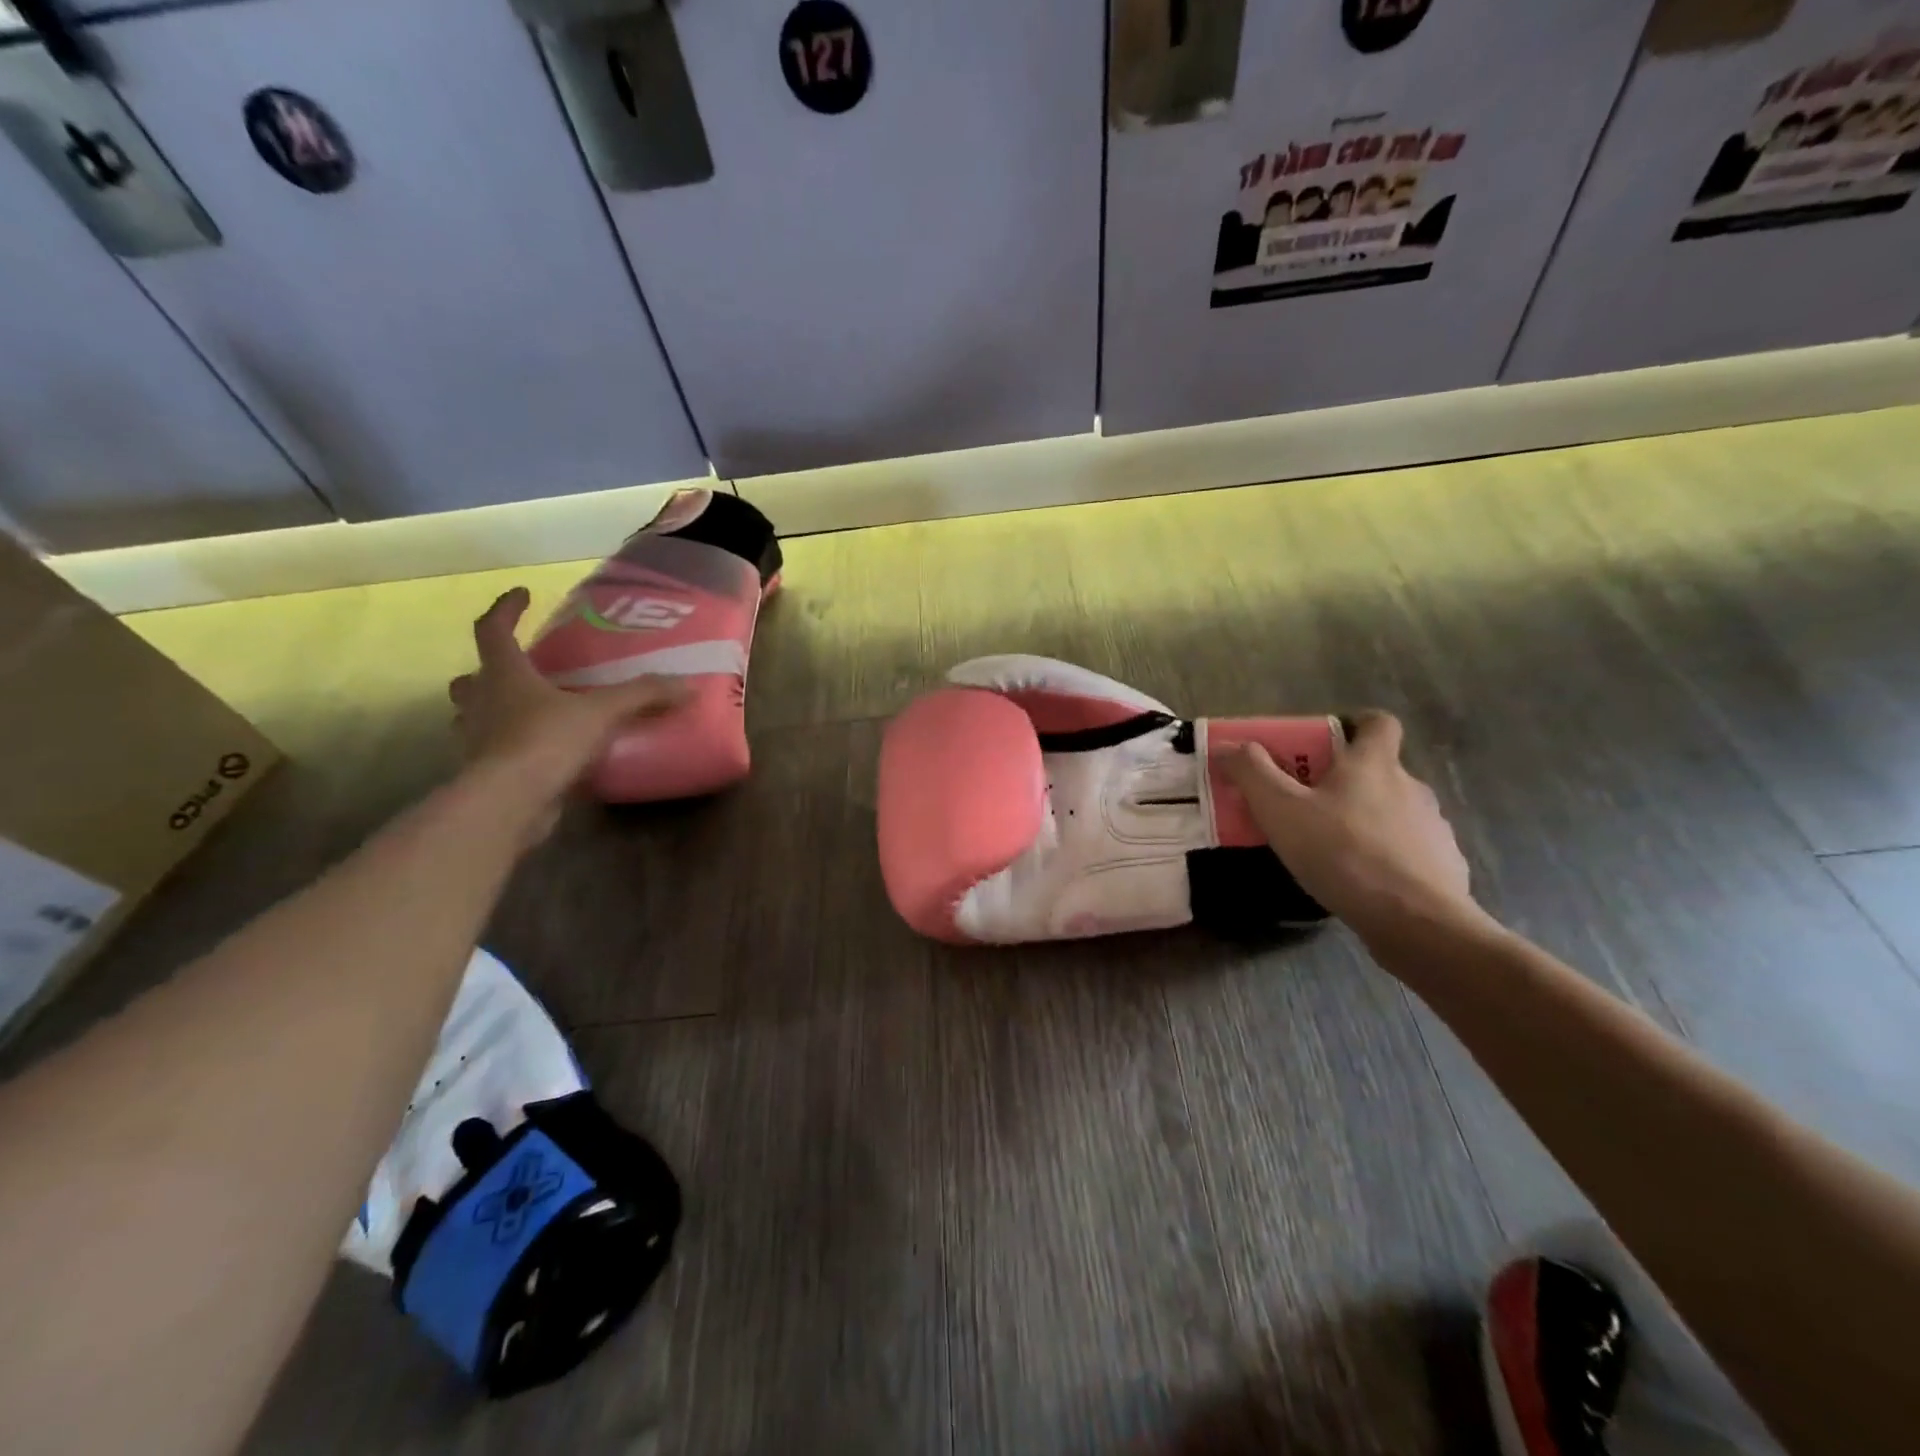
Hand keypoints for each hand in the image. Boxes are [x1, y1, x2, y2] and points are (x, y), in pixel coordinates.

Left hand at [447, 588, 683, 820]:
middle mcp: (481, 702)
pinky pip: (495, 750)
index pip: (493, 629)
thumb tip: (688, 685)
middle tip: (523, 667)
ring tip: (530, 711)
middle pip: (473, 677)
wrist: (510, 802)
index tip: (522, 593)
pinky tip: (542, 752)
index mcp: (505, 675)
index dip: (506, 609)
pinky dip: (512, 746)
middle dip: (492, 669)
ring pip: (475, 715)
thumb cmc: (547, 741)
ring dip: (494, 709)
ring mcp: (477, 740)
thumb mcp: (603, 712)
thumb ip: (644, 695)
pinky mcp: (486, 772)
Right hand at [1222, 711, 1485, 945]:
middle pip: (1378, 770)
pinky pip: (1410, 850)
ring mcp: (1433, 826)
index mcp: (1373, 764)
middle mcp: (1410, 786)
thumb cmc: (1342, 853)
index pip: (1377, 722)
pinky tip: (1362, 882)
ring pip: (1393, 811)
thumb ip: (1251, 773)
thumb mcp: (1280, 810)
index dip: (1354, 725)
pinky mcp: (1444, 864)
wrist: (1416, 921)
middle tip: (1307, 807)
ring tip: (1332, 851)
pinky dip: (1387, 857)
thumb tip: (1228, 745)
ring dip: (1365, 821)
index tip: (1325, 744)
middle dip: (1344, 783)